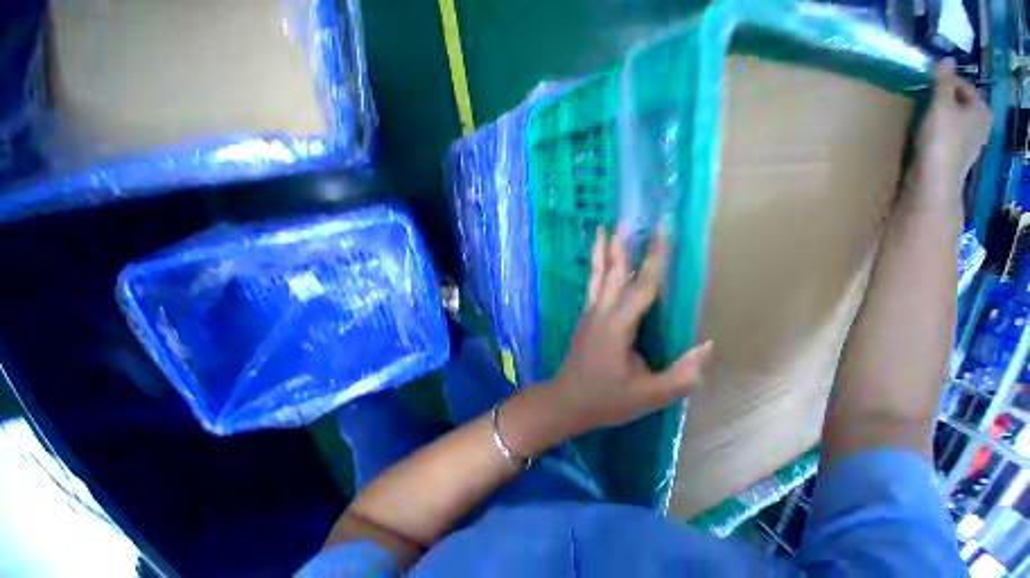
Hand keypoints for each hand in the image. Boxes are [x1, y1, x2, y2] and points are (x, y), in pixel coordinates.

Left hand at [545, 227, 712, 436]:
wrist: (566, 400)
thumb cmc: (606, 399)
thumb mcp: (649, 395)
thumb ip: (681, 374)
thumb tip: (707, 347)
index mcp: (618, 326)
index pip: (642, 287)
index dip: (655, 260)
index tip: (662, 233)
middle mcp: (601, 313)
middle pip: (612, 273)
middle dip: (620, 245)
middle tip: (624, 219)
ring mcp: (589, 314)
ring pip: (597, 276)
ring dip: (602, 252)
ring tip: (602, 229)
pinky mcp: (584, 318)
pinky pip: (592, 287)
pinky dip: (597, 269)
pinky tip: (599, 263)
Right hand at [910, 66, 990, 206]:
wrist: (935, 179)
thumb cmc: (941, 139)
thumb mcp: (940, 104)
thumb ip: (943, 81)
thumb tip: (944, 60)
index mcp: (981, 109)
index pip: (964, 87)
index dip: (945, 82)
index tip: (926, 83)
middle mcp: (981, 125)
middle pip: (959, 105)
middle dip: (943, 101)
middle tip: (922, 101)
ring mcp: (970, 144)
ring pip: (954, 122)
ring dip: (940, 118)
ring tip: (922, 118)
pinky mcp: (956, 157)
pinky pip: (948, 137)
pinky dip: (938, 134)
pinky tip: (926, 137)